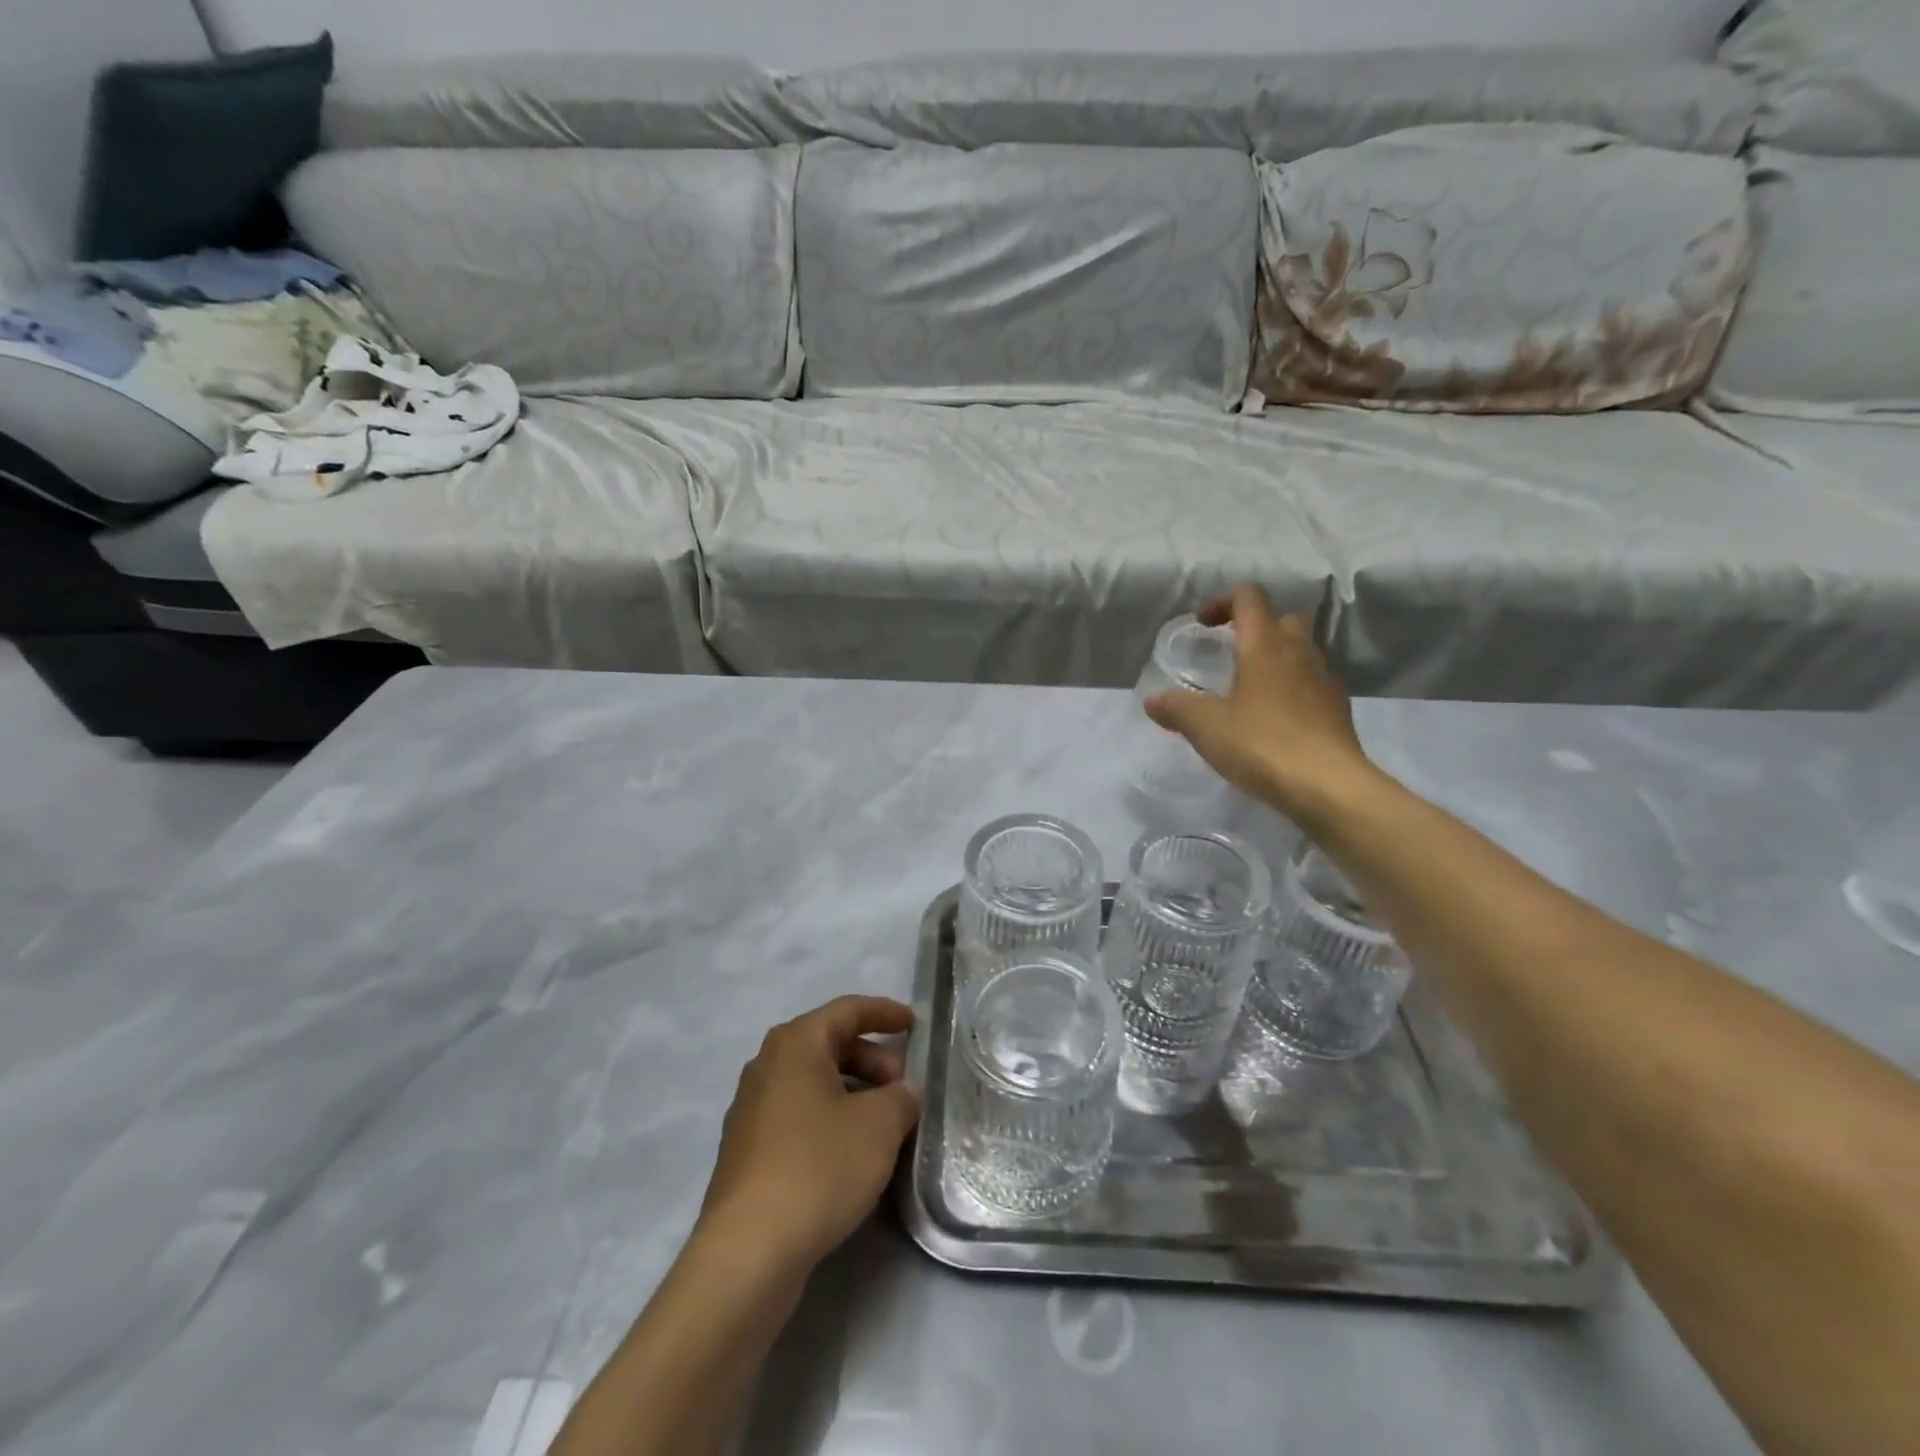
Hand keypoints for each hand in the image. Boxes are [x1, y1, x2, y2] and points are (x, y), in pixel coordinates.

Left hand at [697, 996, 920, 1272]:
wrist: (748, 1251)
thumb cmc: (819, 1166)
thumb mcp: (879, 1125)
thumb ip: (901, 1098)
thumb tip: (903, 1094)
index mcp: (796, 1043)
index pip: (848, 1010)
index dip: (885, 1012)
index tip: (914, 1024)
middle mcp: (767, 1065)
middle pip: (829, 1045)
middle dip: (872, 1059)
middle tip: (903, 1086)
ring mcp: (751, 1109)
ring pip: (814, 1083)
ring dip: (853, 1092)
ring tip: (885, 1124)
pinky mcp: (747, 1151)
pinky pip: (799, 1115)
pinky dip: (830, 1119)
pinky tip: (852, 1153)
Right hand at [1145, 586, 1375, 825]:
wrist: (1329, 786)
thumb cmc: (1262, 744)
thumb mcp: (1206, 727)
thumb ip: (1176, 709)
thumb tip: (1153, 701)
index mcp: (1265, 645)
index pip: (1248, 598)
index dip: (1222, 601)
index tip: (1203, 624)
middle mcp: (1299, 653)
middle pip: (1281, 620)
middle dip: (1254, 628)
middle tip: (1230, 653)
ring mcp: (1324, 680)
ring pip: (1300, 652)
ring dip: (1275, 659)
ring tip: (1249, 690)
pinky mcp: (1337, 710)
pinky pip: (1311, 684)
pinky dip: (1291, 689)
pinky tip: (1274, 720)